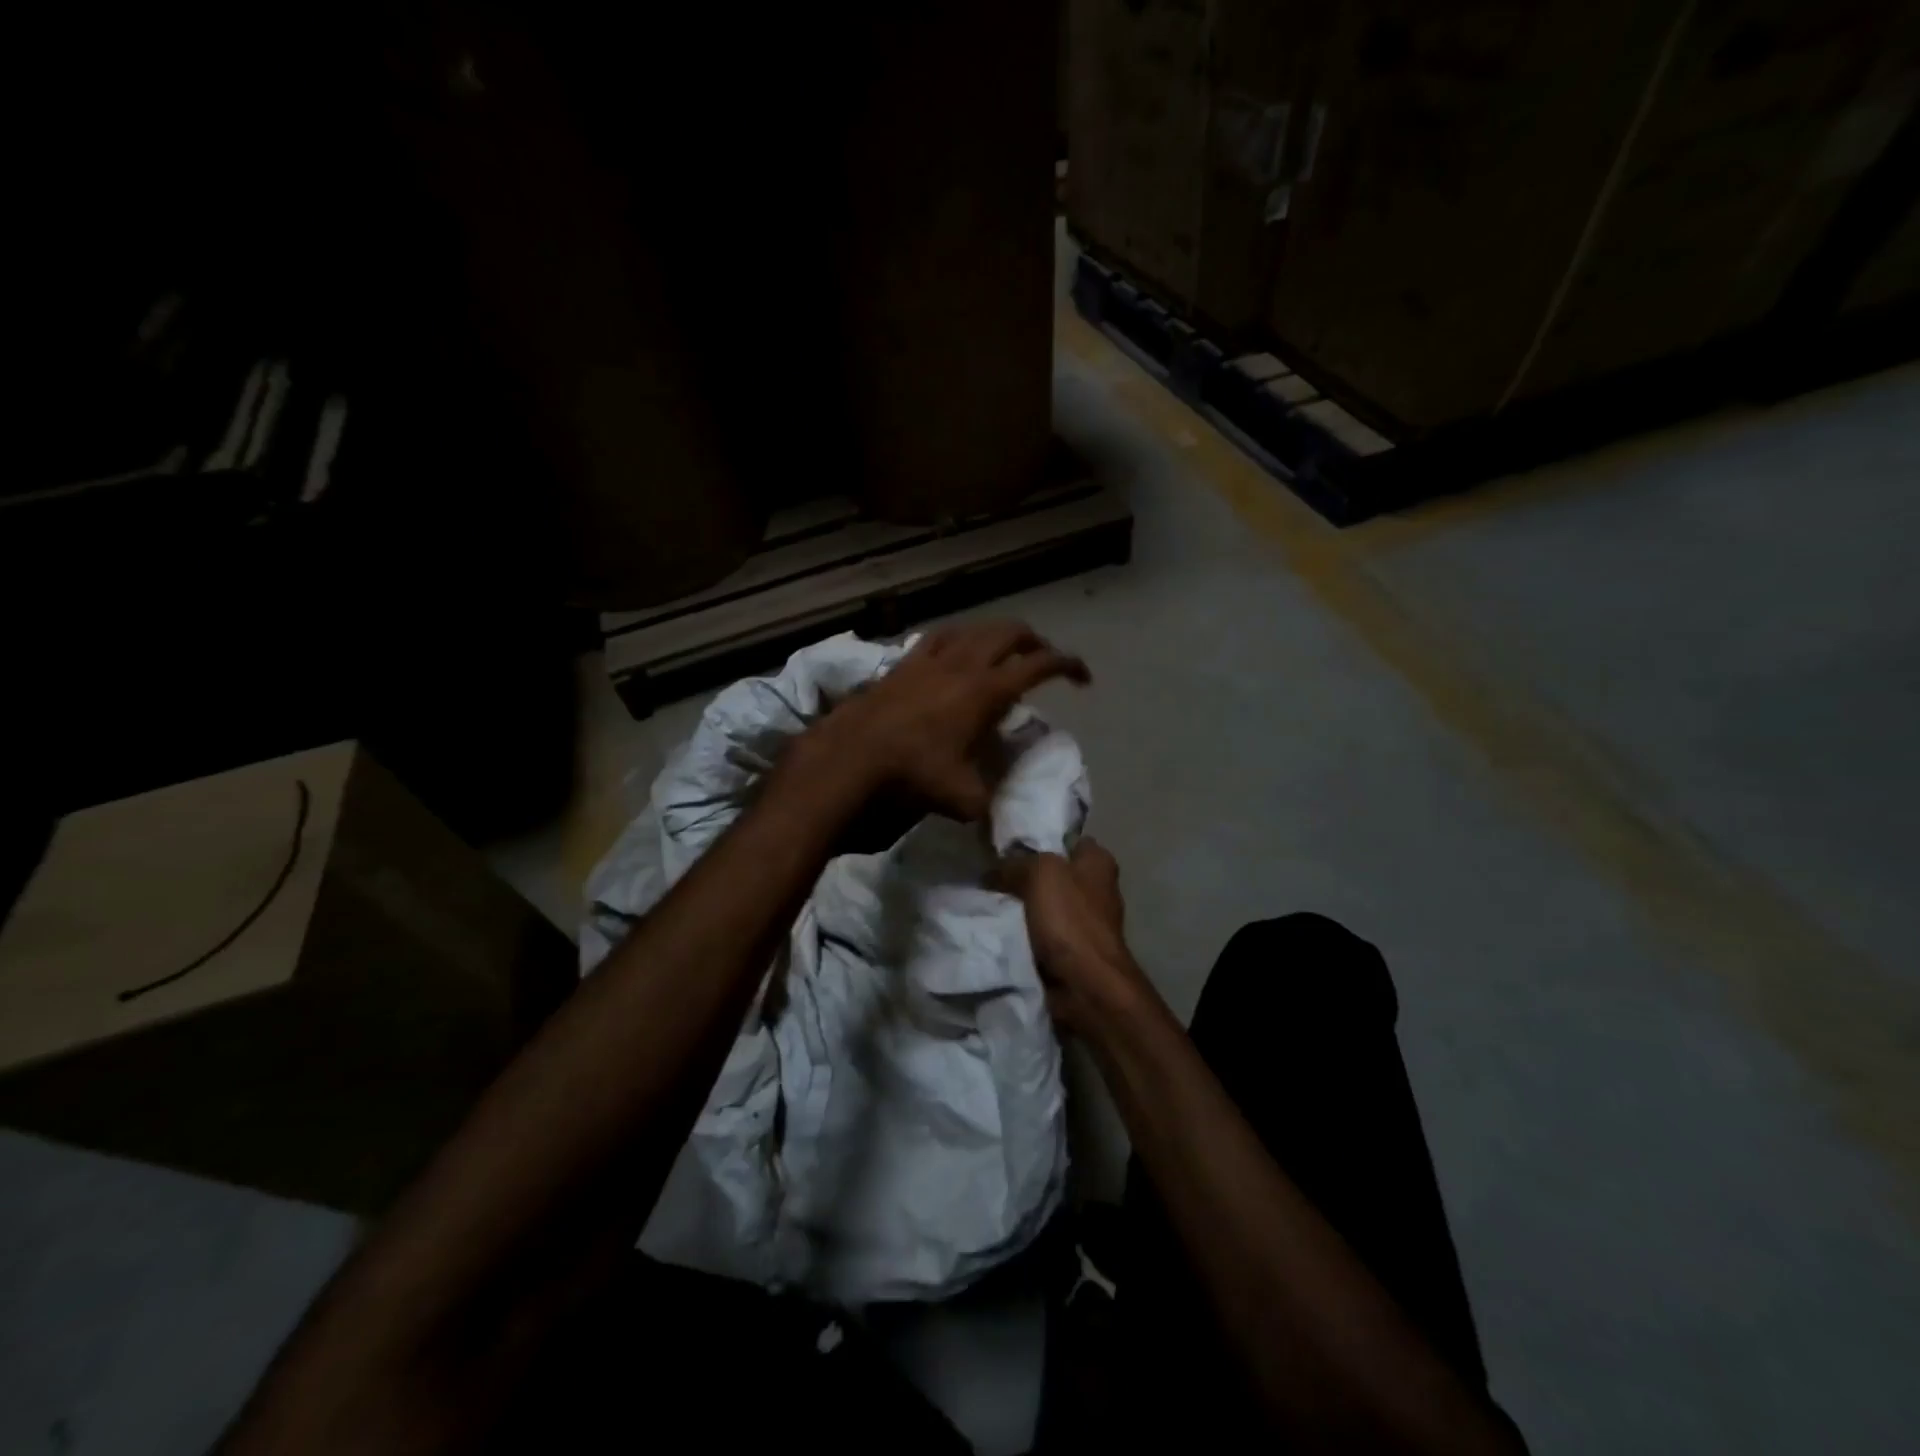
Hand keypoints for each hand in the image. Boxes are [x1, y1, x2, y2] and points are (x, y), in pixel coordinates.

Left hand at [811, 621, 1089, 823]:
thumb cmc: (912, 774)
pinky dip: (957, 639)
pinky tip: (953, 652)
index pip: (1039, 665)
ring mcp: (931, 658)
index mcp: (986, 691)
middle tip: (1043, 662)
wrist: (851, 756)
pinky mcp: (904, 661)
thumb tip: (997, 811)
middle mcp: (964, 664)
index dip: (1068, 665)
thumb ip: (988, 802)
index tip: (1082, 678)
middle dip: (1035, 642)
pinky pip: (938, 637)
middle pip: (1010, 633)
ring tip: (1002, 654)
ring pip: (975, 629)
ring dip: (997, 636)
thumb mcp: (960, 798)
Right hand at [1001, 838, 1158, 1032]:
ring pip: (1046, 905)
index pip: (1068, 839)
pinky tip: (1001, 931)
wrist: (1085, 984)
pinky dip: (1026, 934)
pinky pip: (1043, 933)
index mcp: (1098, 862)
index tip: (1008, 846)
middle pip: (1053, 873)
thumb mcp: (1040, 873)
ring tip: (989, 904)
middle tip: (992, 876)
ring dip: (1023, 908)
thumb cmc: (1070, 919)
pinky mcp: (1075, 950)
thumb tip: (994, 870)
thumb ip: (1017, 863)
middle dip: (1025, 876)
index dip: (1040, 840)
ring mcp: (1087, 922)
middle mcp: (1097, 888)